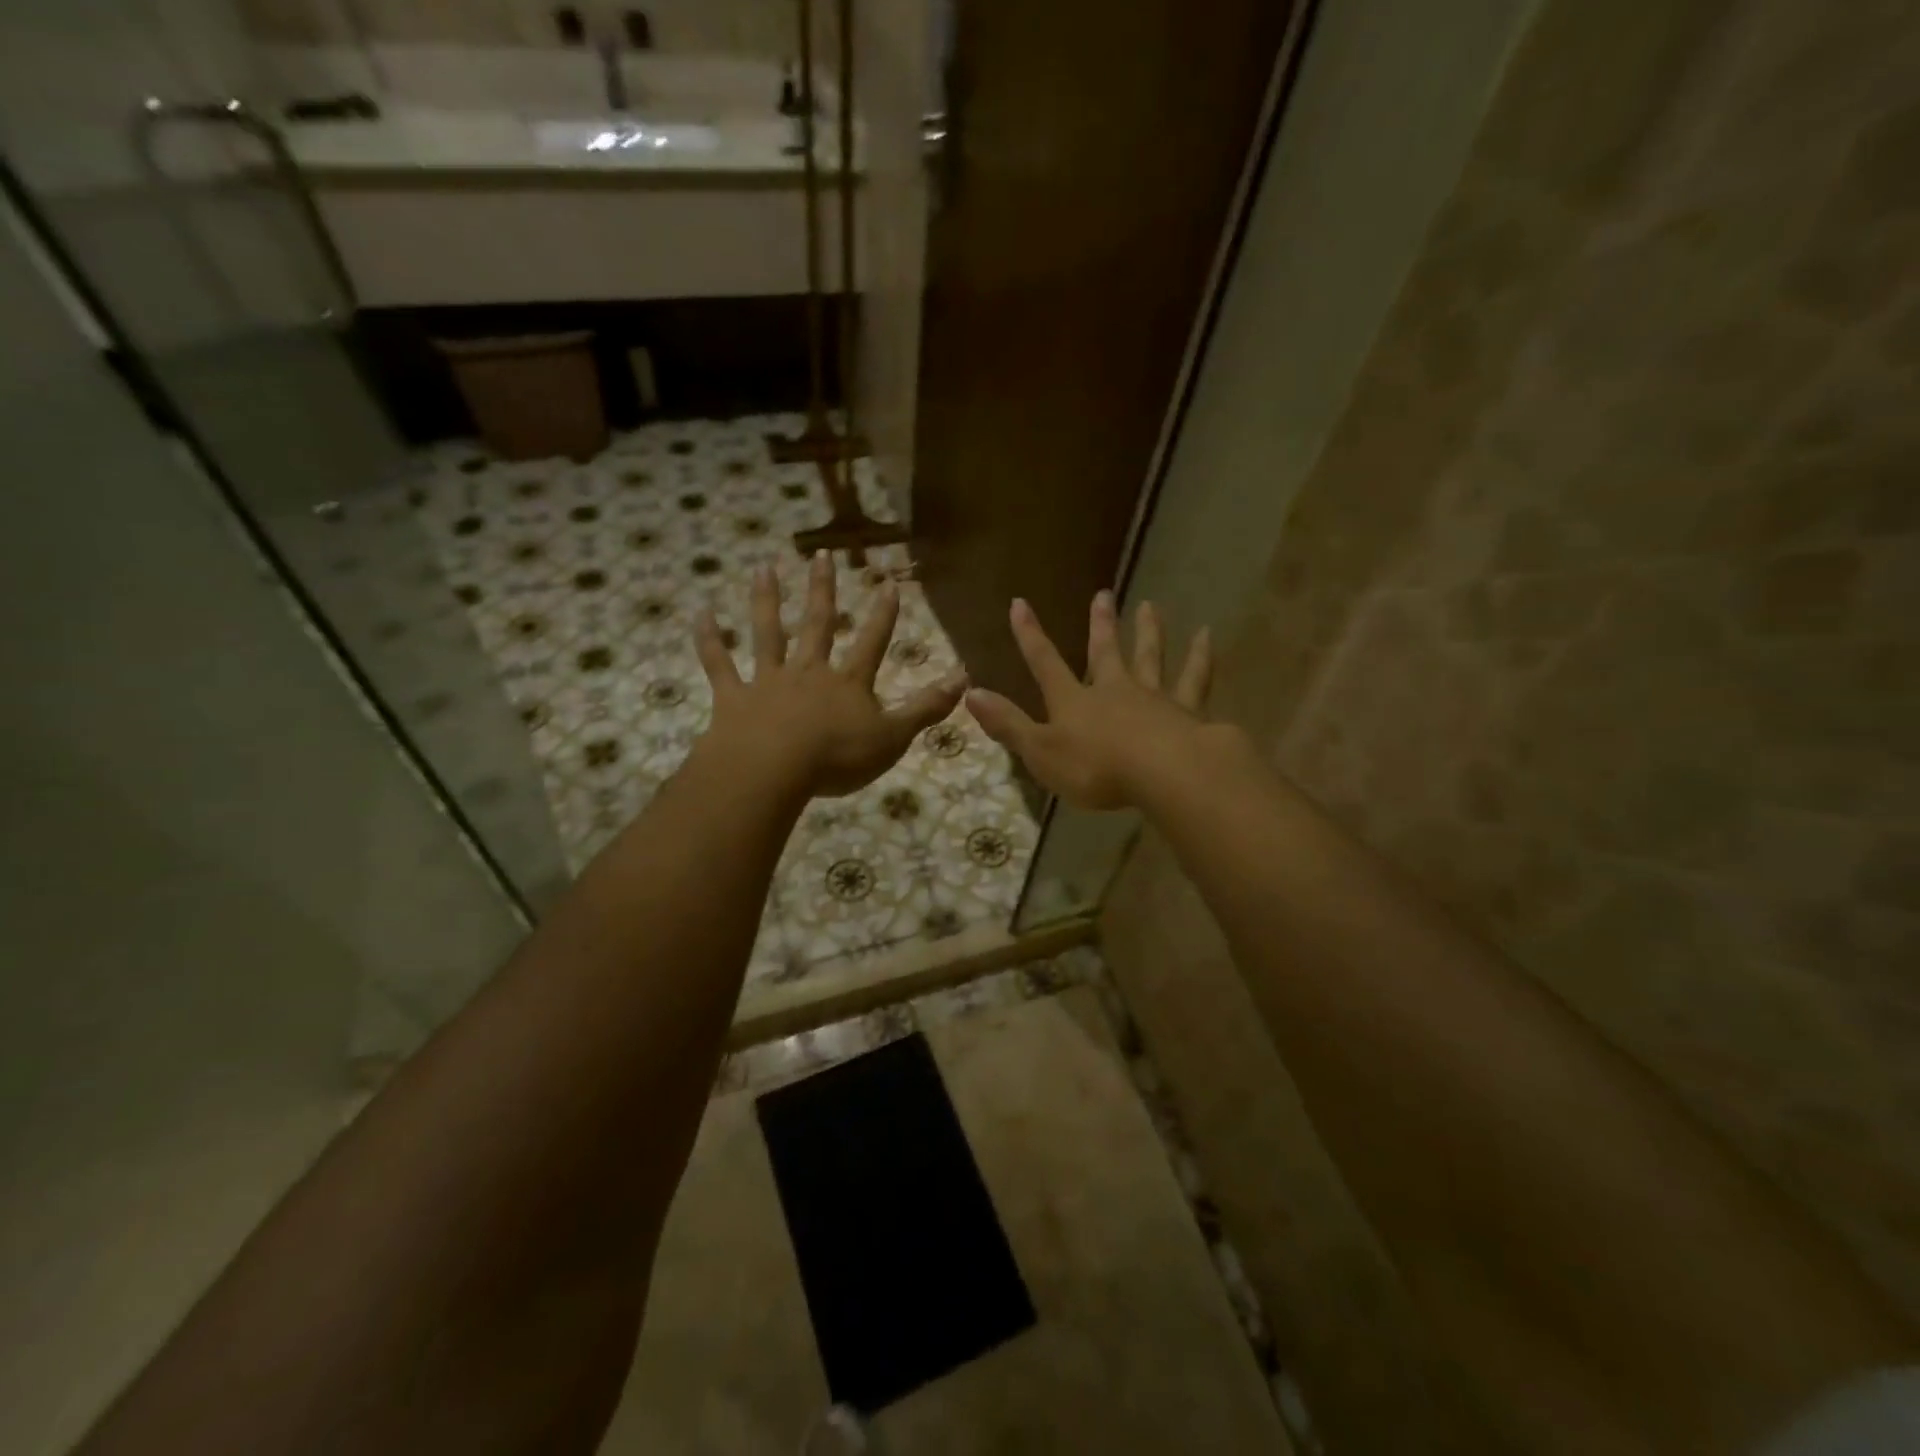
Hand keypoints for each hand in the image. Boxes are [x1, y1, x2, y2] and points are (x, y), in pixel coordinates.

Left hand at [694, 551, 966, 799]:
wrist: (773, 771)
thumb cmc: (837, 758)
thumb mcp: (893, 737)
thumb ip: (926, 708)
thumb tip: (965, 678)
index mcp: (847, 683)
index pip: (872, 642)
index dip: (883, 615)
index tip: (888, 583)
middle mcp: (808, 672)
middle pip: (818, 625)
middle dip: (822, 590)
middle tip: (822, 555)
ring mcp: (768, 681)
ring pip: (767, 633)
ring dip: (766, 600)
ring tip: (763, 569)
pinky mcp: (734, 698)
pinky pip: (719, 665)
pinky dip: (709, 641)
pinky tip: (701, 615)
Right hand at [966, 592, 1213, 809]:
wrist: (1164, 772)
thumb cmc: (1096, 768)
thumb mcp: (1041, 752)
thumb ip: (1008, 724)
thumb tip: (970, 694)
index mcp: (1074, 701)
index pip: (1045, 663)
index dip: (1030, 635)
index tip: (1019, 603)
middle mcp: (1113, 689)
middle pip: (1105, 652)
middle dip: (1101, 624)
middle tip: (1104, 594)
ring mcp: (1152, 697)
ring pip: (1149, 657)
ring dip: (1148, 631)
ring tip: (1150, 606)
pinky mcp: (1187, 711)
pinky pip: (1194, 679)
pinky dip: (1200, 657)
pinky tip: (1206, 636)